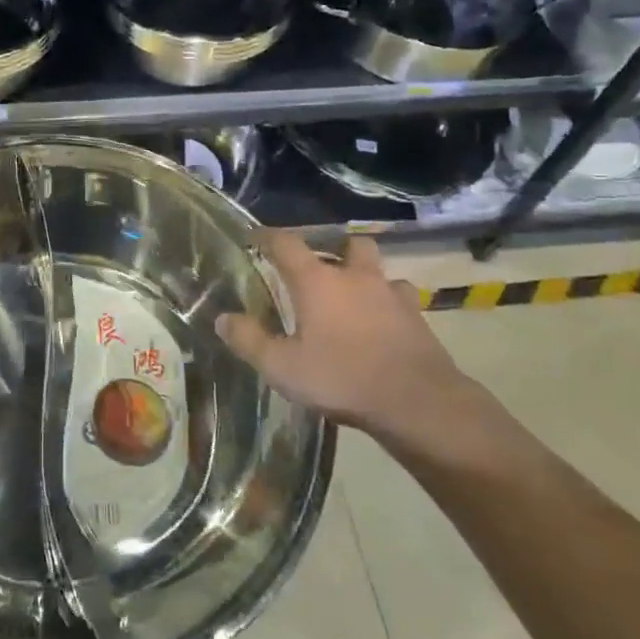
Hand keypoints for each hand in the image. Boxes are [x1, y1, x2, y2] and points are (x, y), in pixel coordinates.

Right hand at [216, 232, 463, 435]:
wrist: (418, 402)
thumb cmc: (342, 378)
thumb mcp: (282, 367)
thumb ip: (249, 341)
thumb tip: (222, 319)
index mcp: (317, 282)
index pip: (286, 243)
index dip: (267, 236)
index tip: (253, 236)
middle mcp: (355, 277)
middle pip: (347, 243)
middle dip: (332, 247)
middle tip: (318, 267)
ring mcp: (391, 294)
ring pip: (378, 269)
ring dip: (364, 275)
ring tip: (352, 295)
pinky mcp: (417, 317)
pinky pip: (400, 298)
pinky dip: (388, 303)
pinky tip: (382, 322)